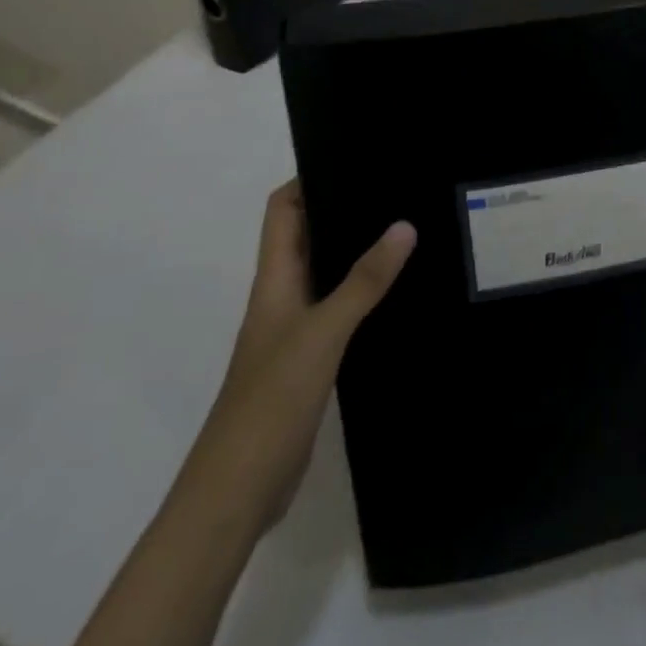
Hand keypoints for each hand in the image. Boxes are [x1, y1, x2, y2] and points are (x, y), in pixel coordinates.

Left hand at [71, 184, 413, 645]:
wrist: (238, 490)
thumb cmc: (270, 400)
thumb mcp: (323, 332)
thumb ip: (364, 280)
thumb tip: (404, 224)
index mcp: (275, 279)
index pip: (283, 209)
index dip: (309, 178)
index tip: (353, 155)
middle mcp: (283, 295)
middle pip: (308, 235)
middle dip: (344, 208)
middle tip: (395, 186)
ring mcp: (295, 329)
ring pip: (327, 272)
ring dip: (357, 251)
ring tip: (407, 228)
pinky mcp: (310, 359)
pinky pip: (339, 309)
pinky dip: (363, 294)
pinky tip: (398, 294)